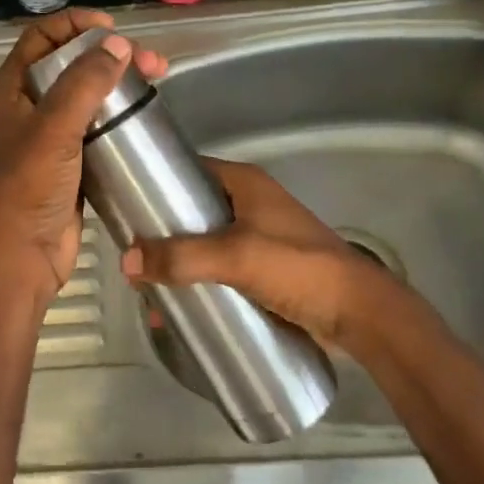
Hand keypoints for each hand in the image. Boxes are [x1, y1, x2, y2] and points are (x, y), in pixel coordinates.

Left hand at [0, 8, 168, 307]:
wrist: (22, 255)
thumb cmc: (28, 187)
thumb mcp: (53, 129)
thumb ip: (84, 83)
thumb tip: (118, 45)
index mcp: (11, 91)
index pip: (40, 38)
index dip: (74, 24)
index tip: (111, 27)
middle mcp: (27, 107)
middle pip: (68, 64)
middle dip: (108, 54)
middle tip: (149, 59)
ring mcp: (49, 136)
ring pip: (86, 94)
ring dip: (118, 82)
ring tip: (157, 78)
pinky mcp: (70, 161)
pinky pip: (95, 126)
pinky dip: (118, 114)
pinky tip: (144, 113)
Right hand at [119, 158, 409, 350]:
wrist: (359, 313)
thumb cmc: (298, 268)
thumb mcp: (236, 256)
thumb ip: (182, 257)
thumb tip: (126, 261)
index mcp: (245, 184)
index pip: (189, 170)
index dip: (157, 183)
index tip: (125, 204)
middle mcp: (249, 204)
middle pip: (192, 210)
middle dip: (161, 232)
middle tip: (130, 253)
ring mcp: (257, 237)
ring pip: (203, 243)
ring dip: (177, 262)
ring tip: (146, 285)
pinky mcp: (263, 269)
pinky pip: (219, 270)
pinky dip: (197, 282)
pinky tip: (176, 306)